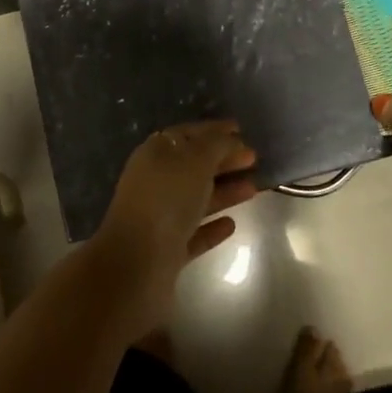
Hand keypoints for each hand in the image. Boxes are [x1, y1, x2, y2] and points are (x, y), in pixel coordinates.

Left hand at [90, 121, 257, 334]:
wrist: (137, 263)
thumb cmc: (166, 200)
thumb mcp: (195, 161)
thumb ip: (216, 145)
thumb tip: (230, 138)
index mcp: (155, 154)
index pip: (187, 134)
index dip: (213, 130)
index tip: (241, 129)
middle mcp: (154, 182)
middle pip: (193, 166)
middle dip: (223, 160)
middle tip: (254, 158)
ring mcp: (159, 217)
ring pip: (196, 199)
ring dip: (224, 192)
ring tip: (254, 188)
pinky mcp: (167, 249)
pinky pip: (194, 232)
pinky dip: (212, 227)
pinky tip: (232, 224)